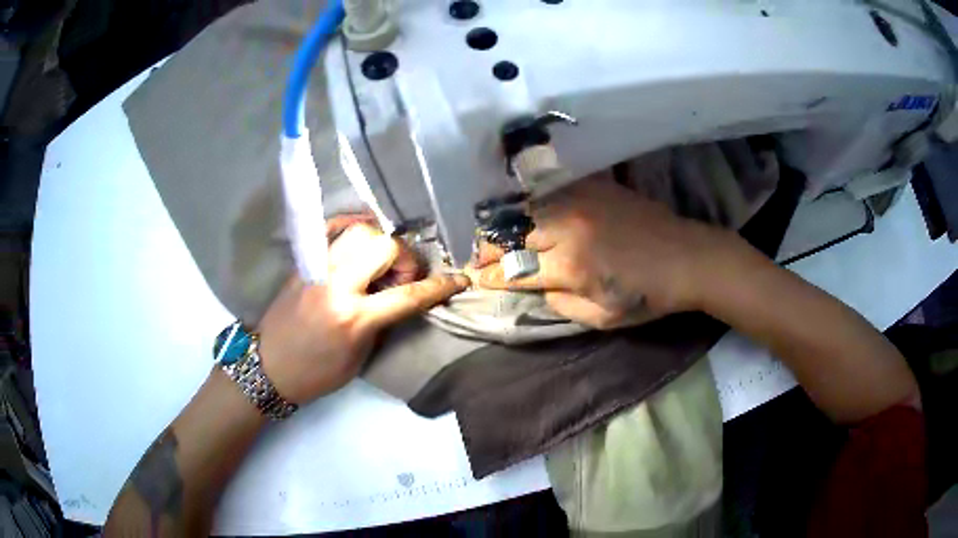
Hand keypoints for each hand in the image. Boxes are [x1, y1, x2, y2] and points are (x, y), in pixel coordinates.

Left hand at [256, 221, 469, 403]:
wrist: (269, 367)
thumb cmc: (318, 373)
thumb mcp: (360, 356)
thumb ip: (383, 322)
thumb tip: (400, 296)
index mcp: (354, 317)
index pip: (408, 295)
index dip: (439, 287)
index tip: (459, 280)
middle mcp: (337, 284)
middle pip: (385, 246)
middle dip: (404, 259)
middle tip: (401, 278)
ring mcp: (317, 267)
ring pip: (360, 230)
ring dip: (379, 243)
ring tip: (378, 263)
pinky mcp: (304, 262)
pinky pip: (331, 228)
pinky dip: (351, 225)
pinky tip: (361, 235)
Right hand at [470, 171, 737, 328]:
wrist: (687, 257)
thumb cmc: (648, 295)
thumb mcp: (602, 317)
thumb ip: (561, 303)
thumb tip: (535, 285)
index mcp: (572, 265)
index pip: (517, 269)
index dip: (493, 275)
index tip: (477, 278)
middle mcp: (569, 227)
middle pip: (513, 233)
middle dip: (490, 248)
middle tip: (480, 257)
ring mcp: (580, 201)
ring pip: (526, 207)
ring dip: (505, 224)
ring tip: (496, 236)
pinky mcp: (593, 186)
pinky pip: (551, 190)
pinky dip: (532, 203)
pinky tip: (525, 211)